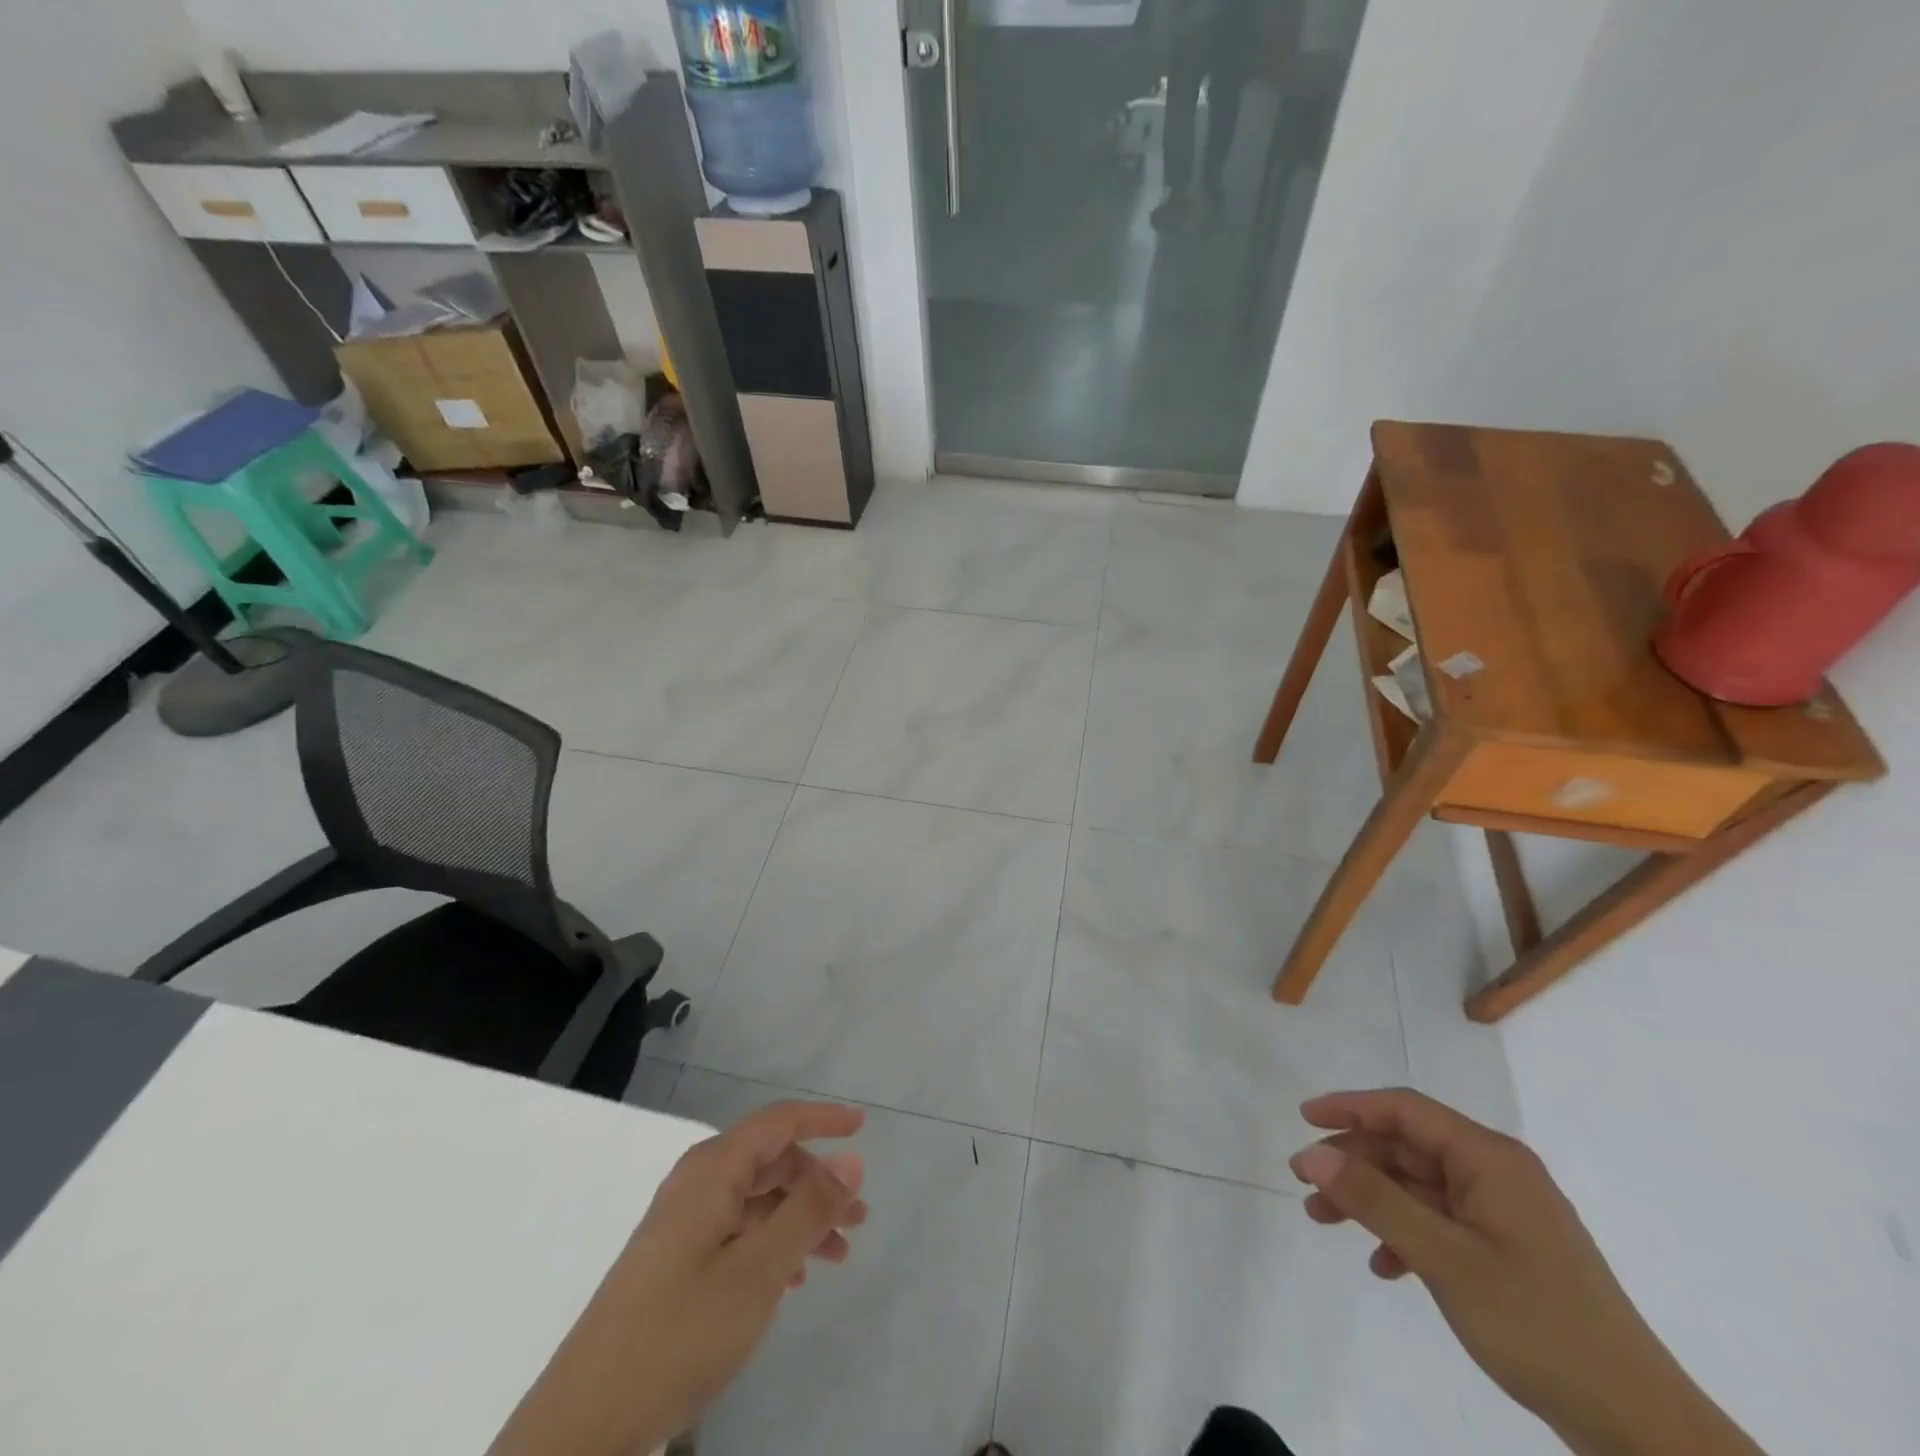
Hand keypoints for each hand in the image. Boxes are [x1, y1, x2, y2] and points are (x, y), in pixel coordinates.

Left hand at [491, 1101, 868, 1455]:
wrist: (584, 1423)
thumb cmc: (680, 1331)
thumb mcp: (758, 1270)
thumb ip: (808, 1210)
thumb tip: (851, 1159)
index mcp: (713, 1170)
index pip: (777, 1122)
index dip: (822, 1119)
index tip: (863, 1126)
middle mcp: (697, 1184)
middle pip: (770, 1161)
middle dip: (818, 1182)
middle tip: (859, 1218)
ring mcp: (683, 1224)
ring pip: (757, 1201)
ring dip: (800, 1219)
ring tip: (837, 1256)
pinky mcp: (675, 1262)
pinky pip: (738, 1232)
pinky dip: (772, 1245)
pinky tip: (792, 1281)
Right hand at [1290, 1089, 1762, 1455]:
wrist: (1639, 1426)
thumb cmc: (1538, 1324)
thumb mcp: (1445, 1258)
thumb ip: (1375, 1200)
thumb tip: (1313, 1154)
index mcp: (1490, 1158)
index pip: (1405, 1109)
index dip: (1350, 1108)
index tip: (1304, 1120)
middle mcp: (1497, 1173)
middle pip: (1407, 1147)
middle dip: (1353, 1162)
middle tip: (1305, 1184)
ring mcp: (1505, 1214)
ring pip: (1419, 1186)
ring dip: (1372, 1199)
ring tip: (1325, 1220)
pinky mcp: (1509, 1251)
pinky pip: (1441, 1223)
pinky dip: (1405, 1234)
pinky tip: (1384, 1265)